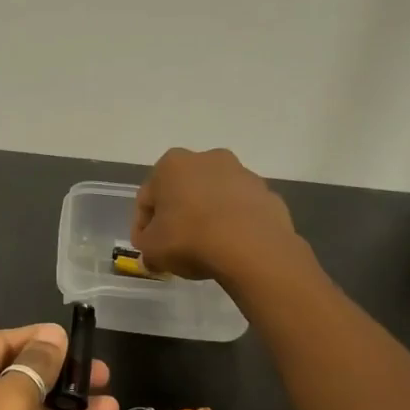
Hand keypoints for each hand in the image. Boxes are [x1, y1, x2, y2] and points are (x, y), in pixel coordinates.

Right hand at [133, 147, 300, 283]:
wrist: (251, 247)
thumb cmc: (190, 238)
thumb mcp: (152, 249)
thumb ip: (145, 246)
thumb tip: (152, 250)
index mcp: (172, 165)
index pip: (147, 198)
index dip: (143, 226)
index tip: (147, 248)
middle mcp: (207, 158)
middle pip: (183, 192)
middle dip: (177, 216)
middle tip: (174, 246)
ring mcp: (241, 174)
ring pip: (213, 198)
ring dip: (206, 217)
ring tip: (206, 249)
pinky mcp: (266, 193)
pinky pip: (240, 210)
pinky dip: (233, 224)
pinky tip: (230, 247)